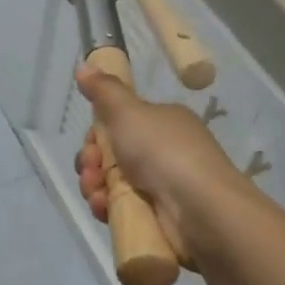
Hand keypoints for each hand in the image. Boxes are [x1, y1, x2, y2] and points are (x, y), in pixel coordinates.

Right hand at [73, 66, 246, 269]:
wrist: (201, 210)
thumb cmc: (163, 151)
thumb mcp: (128, 111)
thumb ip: (104, 90)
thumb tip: (83, 66)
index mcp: (162, 123)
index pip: (118, 124)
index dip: (96, 134)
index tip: (89, 142)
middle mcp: (163, 152)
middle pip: (111, 155)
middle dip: (91, 162)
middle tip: (90, 169)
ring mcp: (163, 187)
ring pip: (112, 183)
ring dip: (94, 186)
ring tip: (96, 193)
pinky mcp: (160, 218)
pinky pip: (123, 209)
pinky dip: (108, 208)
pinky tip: (103, 209)